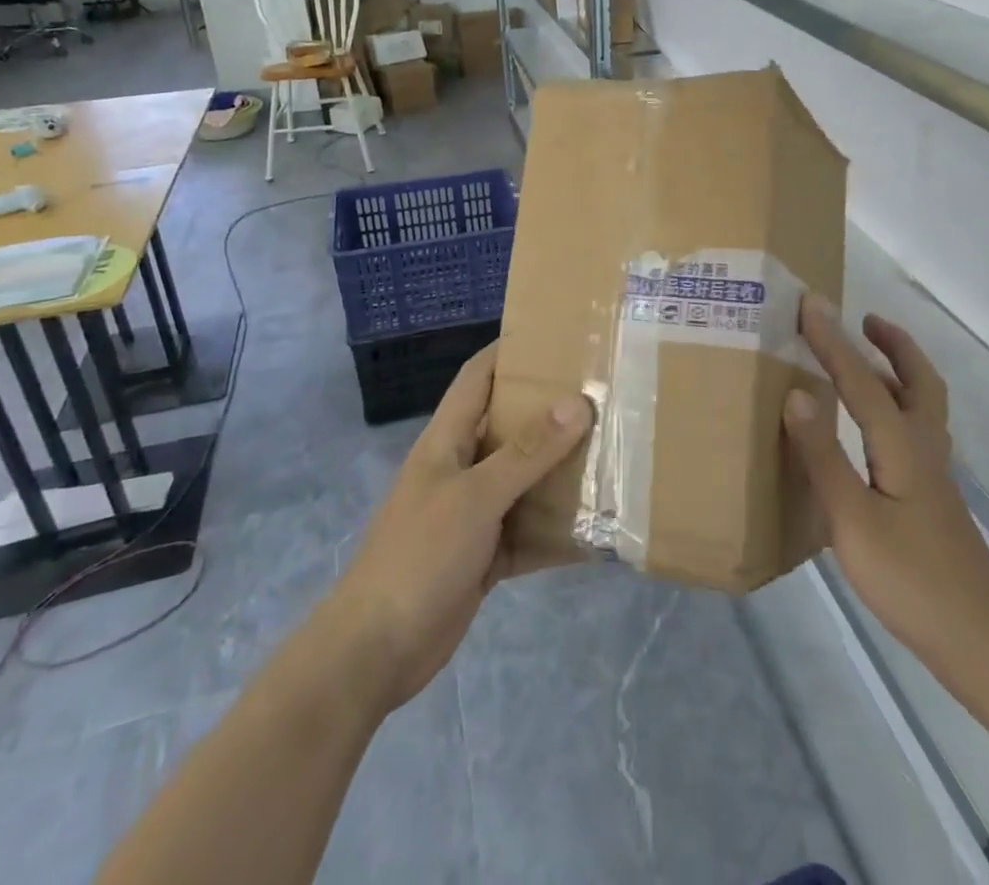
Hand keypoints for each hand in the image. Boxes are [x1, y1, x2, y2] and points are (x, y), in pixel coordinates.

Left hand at [324, 343, 591, 713]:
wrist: (375, 652)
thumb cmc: (419, 555)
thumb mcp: (475, 497)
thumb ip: (526, 452)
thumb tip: (576, 403)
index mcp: (447, 440)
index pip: (478, 377)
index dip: (510, 351)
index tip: (557, 336)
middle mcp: (462, 468)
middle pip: (510, 426)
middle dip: (551, 411)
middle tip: (603, 395)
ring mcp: (473, 513)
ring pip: (524, 480)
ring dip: (561, 472)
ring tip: (613, 453)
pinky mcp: (484, 554)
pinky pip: (528, 531)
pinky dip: (557, 531)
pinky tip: (598, 531)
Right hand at [783, 296, 988, 686]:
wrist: (981, 642)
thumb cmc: (912, 580)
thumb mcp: (853, 520)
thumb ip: (824, 455)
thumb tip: (798, 391)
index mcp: (902, 445)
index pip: (862, 379)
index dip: (833, 340)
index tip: (809, 303)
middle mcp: (923, 448)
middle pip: (917, 380)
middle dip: (892, 344)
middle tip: (864, 319)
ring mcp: (933, 474)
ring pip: (921, 404)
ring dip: (898, 370)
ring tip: (867, 357)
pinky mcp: (932, 496)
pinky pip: (915, 429)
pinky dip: (898, 404)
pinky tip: (874, 428)